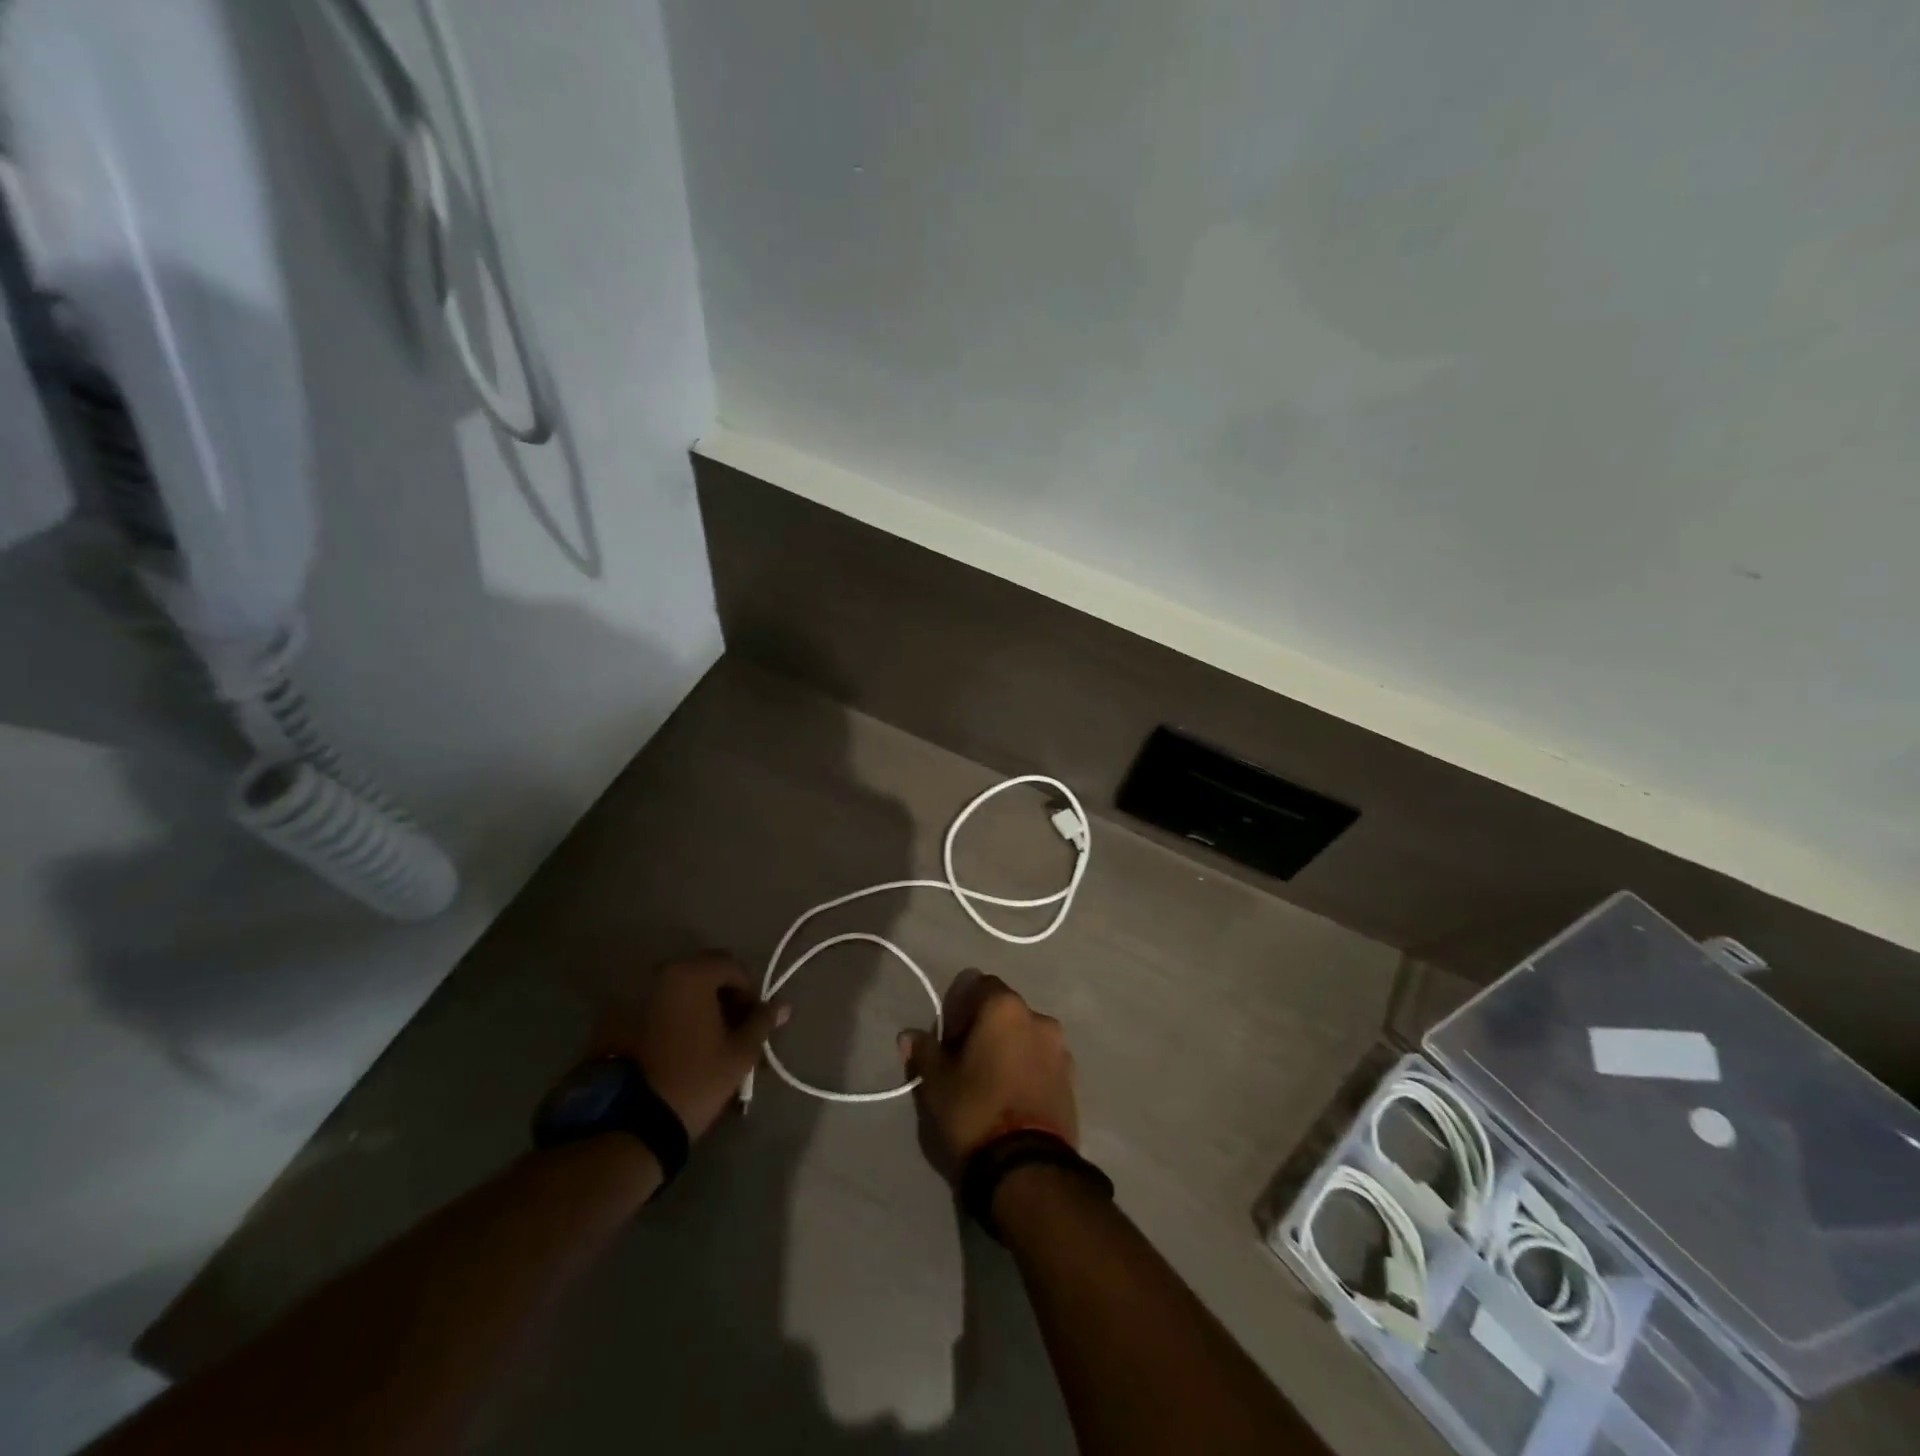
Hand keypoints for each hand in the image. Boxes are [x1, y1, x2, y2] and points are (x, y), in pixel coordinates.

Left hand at [592, 951, 786, 1139]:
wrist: (626, 1125)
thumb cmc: (693, 1080)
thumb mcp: (739, 1054)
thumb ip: (761, 1022)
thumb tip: (782, 1005)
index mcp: (690, 974)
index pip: (731, 966)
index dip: (749, 990)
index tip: (754, 1020)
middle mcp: (658, 974)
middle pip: (701, 974)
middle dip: (722, 996)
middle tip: (732, 1030)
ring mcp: (629, 995)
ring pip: (674, 992)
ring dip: (694, 1008)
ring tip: (704, 1043)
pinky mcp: (610, 1020)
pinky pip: (651, 1009)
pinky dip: (668, 1019)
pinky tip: (675, 1050)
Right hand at [899, 970, 1079, 1178]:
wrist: (1028, 1167)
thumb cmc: (976, 1110)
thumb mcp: (937, 1082)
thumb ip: (924, 1051)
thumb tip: (909, 1036)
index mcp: (1005, 1007)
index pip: (979, 985)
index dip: (960, 1008)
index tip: (949, 1040)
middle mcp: (1038, 1017)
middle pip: (1005, 1011)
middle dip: (985, 1029)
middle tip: (966, 1063)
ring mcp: (1060, 1049)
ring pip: (1026, 1037)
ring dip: (1009, 1050)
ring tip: (992, 1085)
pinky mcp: (1073, 1080)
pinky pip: (1042, 1062)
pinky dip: (1027, 1070)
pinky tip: (1012, 1099)